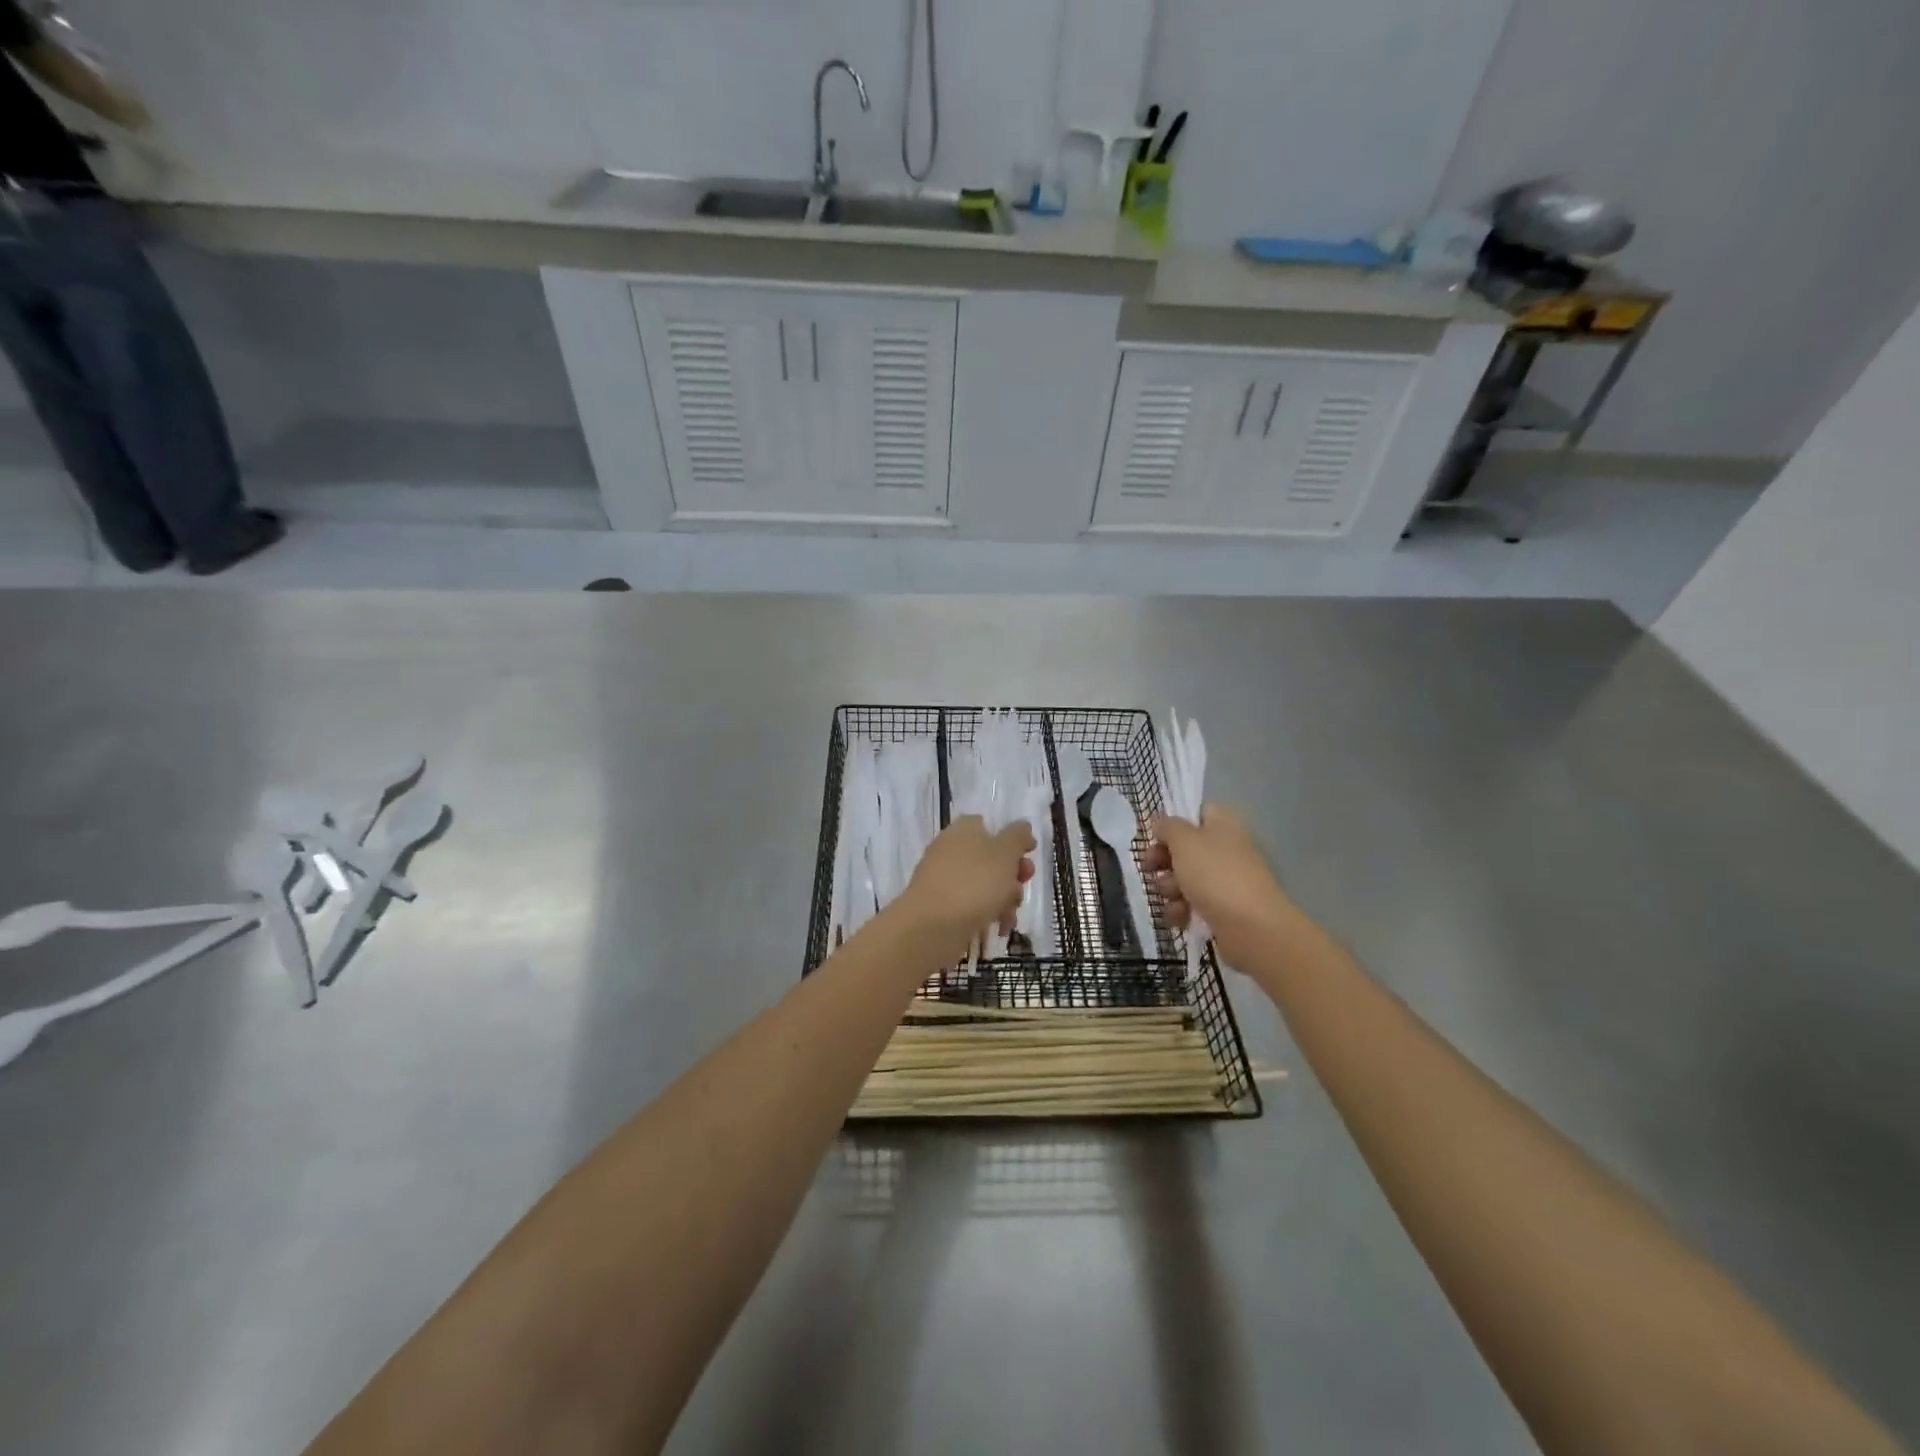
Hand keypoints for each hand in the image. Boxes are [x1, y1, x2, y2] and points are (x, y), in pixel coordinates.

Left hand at [894, 816, 1034, 962]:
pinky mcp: (942, 905)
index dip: (1014, 841)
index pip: (992, 826)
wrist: (931, 926)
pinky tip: (997, 928)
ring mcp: (945, 878)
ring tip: (1008, 916)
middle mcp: (952, 849)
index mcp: (965, 829)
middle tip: (1020, 888)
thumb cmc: (974, 883)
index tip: (1029, 856)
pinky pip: (972, 905)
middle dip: (1013, 876)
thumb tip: (1022, 827)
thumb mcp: (1005, 854)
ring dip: (1004, 900)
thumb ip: (1018, 837)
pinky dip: (987, 914)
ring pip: (985, 884)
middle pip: (992, 858)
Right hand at [1146, 804, 1299, 964]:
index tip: (1155, 837)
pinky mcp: (1223, 910)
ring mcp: (1225, 881)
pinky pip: (1193, 904)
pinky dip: (1181, 910)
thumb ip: (1168, 826)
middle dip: (1163, 860)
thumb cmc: (1215, 875)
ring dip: (1169, 888)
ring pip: (1185, 878)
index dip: (1173, 824)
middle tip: (1149, 869)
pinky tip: (1179, 918)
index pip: (1197, 813)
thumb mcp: (1184, 841)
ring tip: (1171, 898)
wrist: (1252, 928)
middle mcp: (1226, 849)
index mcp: (1223, 825)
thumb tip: (1161, 823)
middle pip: (1185, 848)